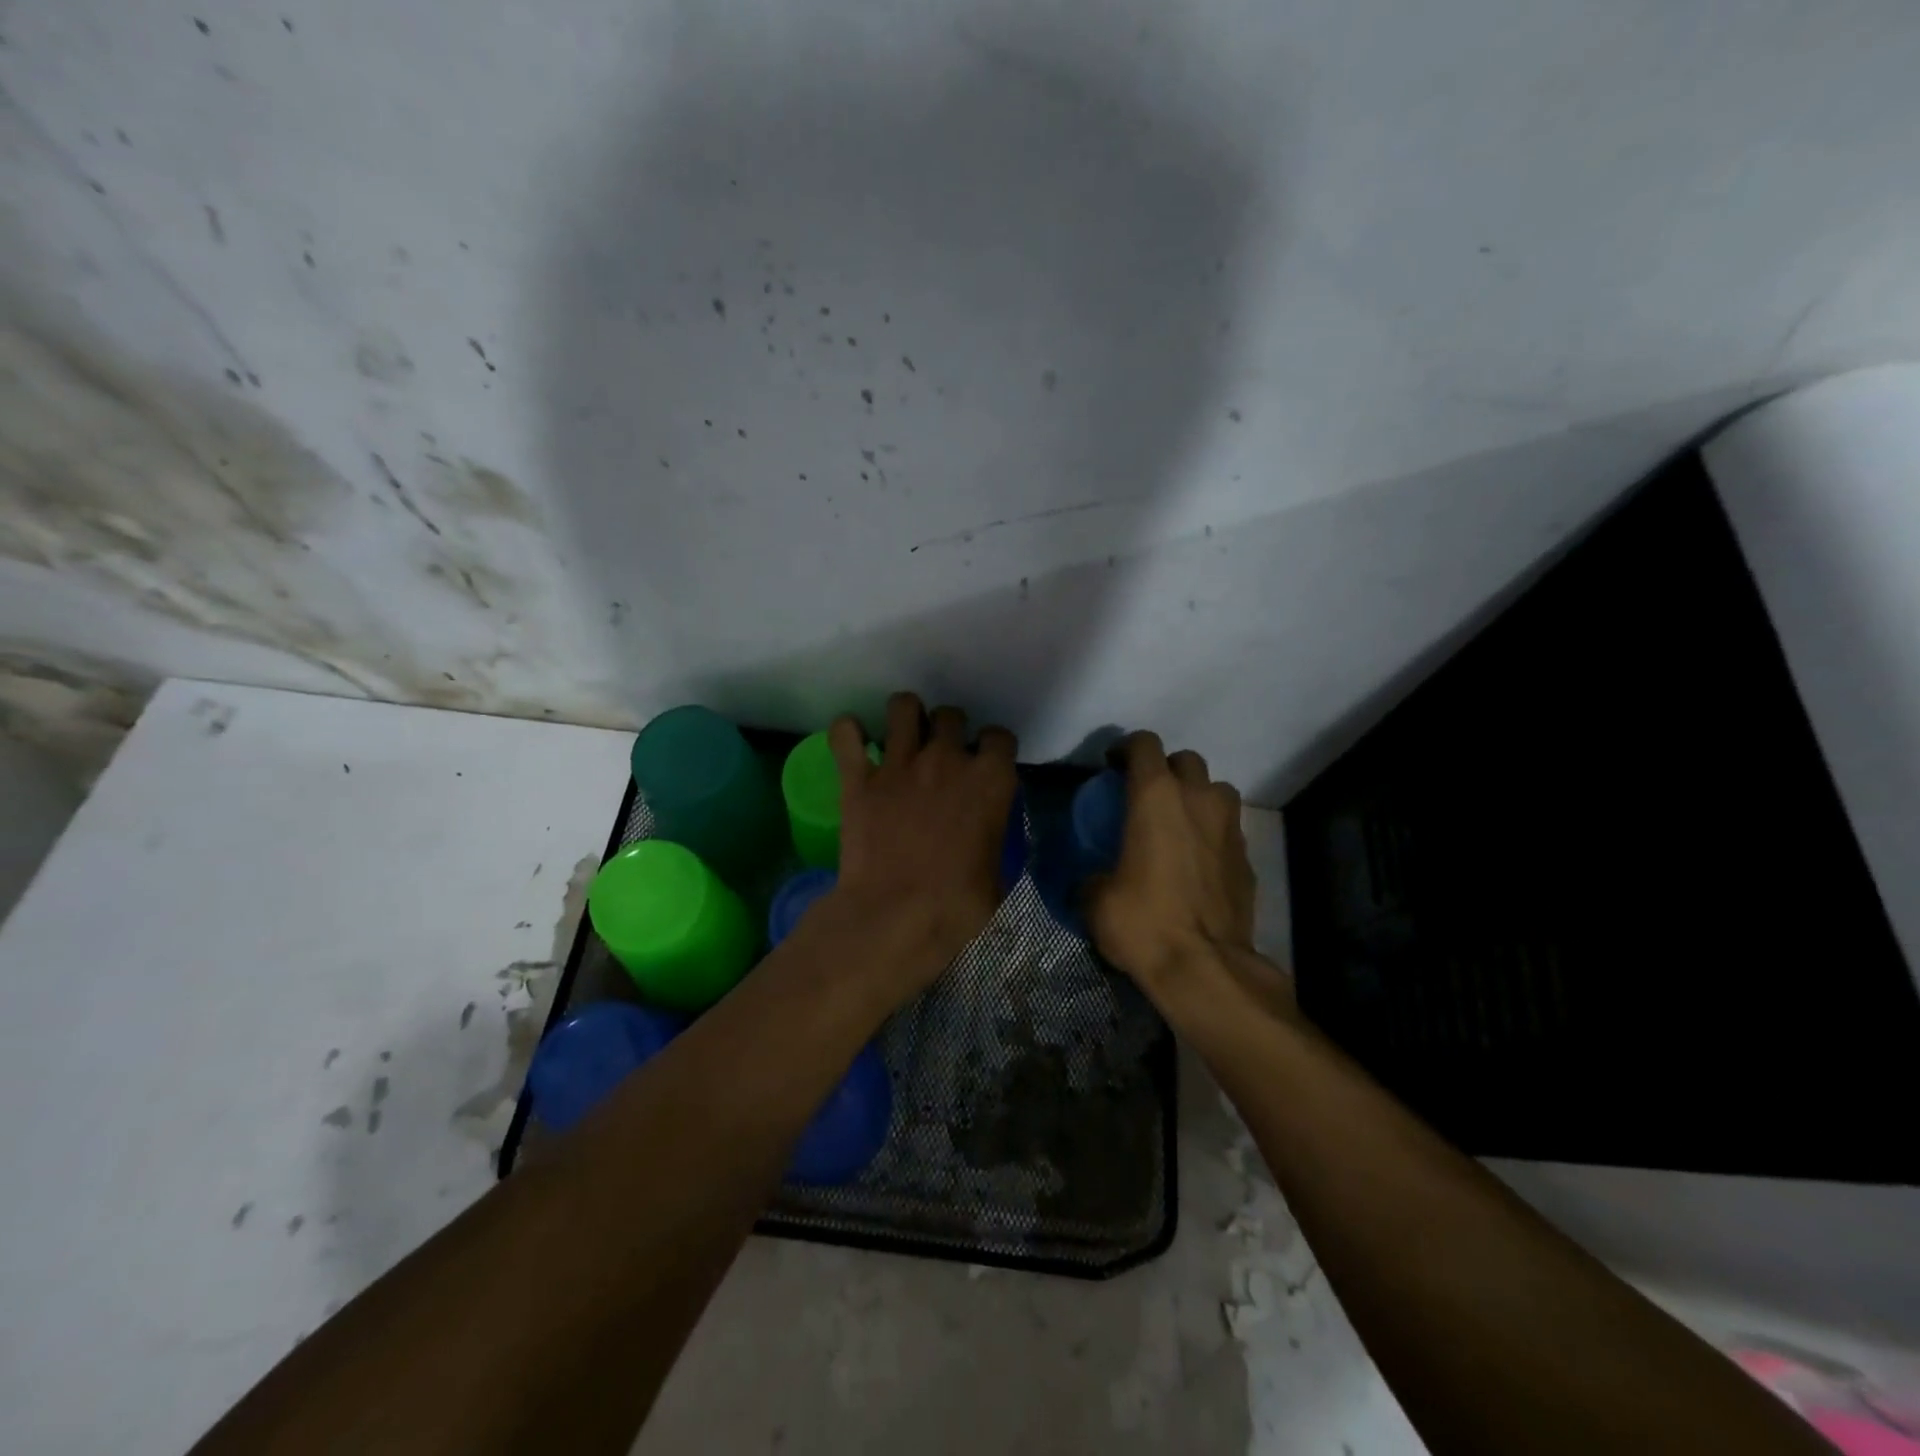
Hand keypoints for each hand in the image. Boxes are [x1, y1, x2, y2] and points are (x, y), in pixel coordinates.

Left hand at [822, 692, 1017, 989]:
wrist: (892, 917)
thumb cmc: (955, 908)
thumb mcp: (997, 882)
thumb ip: (995, 848)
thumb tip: (986, 846)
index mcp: (989, 781)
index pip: (1000, 737)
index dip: (993, 749)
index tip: (986, 763)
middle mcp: (946, 759)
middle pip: (951, 714)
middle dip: (949, 729)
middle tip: (941, 755)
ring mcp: (899, 764)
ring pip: (903, 706)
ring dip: (905, 716)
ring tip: (902, 736)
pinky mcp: (858, 778)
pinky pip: (845, 733)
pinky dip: (847, 732)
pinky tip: (854, 742)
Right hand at [1086, 733, 1278, 1011]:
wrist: (1204, 967)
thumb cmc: (1143, 922)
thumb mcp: (1096, 900)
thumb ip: (1093, 875)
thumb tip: (1094, 878)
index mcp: (1155, 796)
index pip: (1144, 744)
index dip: (1126, 749)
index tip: (1112, 767)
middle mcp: (1198, 799)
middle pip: (1185, 760)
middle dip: (1166, 770)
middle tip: (1146, 797)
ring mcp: (1230, 826)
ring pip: (1216, 790)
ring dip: (1196, 797)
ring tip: (1179, 825)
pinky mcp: (1248, 857)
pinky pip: (1228, 829)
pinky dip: (1212, 834)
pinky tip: (1197, 863)